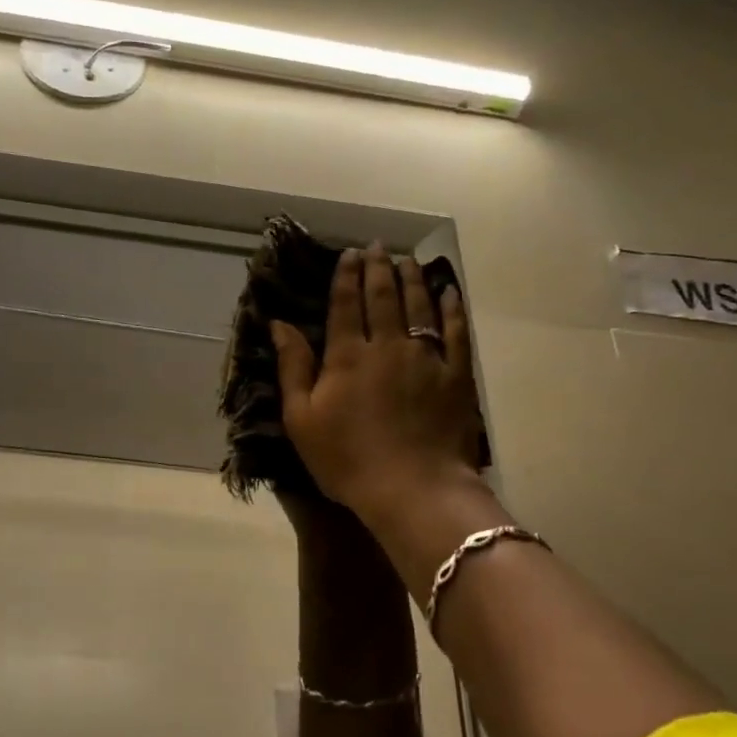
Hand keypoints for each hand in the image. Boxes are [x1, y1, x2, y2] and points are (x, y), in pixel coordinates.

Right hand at [270, 244, 482, 530]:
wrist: (412, 488)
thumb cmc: (347, 460)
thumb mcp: (302, 419)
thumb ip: (293, 368)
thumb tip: (280, 324)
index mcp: (347, 356)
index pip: (345, 305)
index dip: (345, 277)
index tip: (349, 254)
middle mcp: (387, 345)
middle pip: (383, 297)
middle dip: (378, 268)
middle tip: (377, 247)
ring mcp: (426, 358)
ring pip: (419, 306)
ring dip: (413, 280)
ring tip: (408, 260)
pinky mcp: (456, 375)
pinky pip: (456, 332)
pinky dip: (452, 309)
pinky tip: (449, 293)